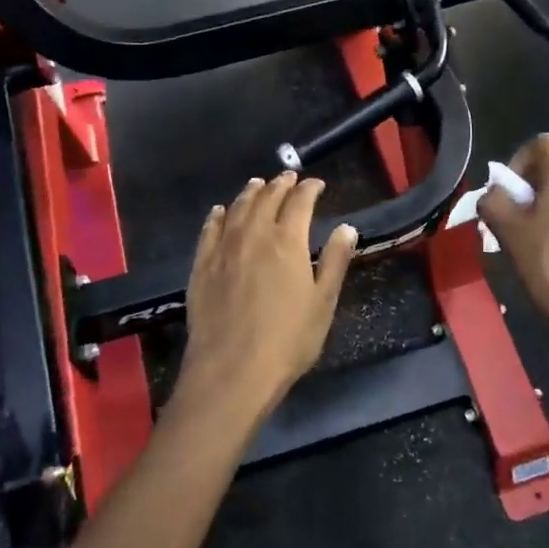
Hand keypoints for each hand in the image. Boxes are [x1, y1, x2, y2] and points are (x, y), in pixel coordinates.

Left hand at [173, 172, 357, 429]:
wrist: (232, 369)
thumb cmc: (288, 339)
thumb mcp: (323, 303)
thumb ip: (336, 261)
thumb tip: (347, 227)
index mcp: (288, 241)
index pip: (300, 201)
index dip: (309, 188)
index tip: (316, 184)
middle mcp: (254, 234)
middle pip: (267, 198)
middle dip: (280, 184)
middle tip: (288, 178)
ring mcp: (224, 248)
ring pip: (237, 208)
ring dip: (250, 193)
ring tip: (258, 185)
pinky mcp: (201, 265)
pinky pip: (209, 229)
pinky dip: (218, 215)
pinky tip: (220, 211)